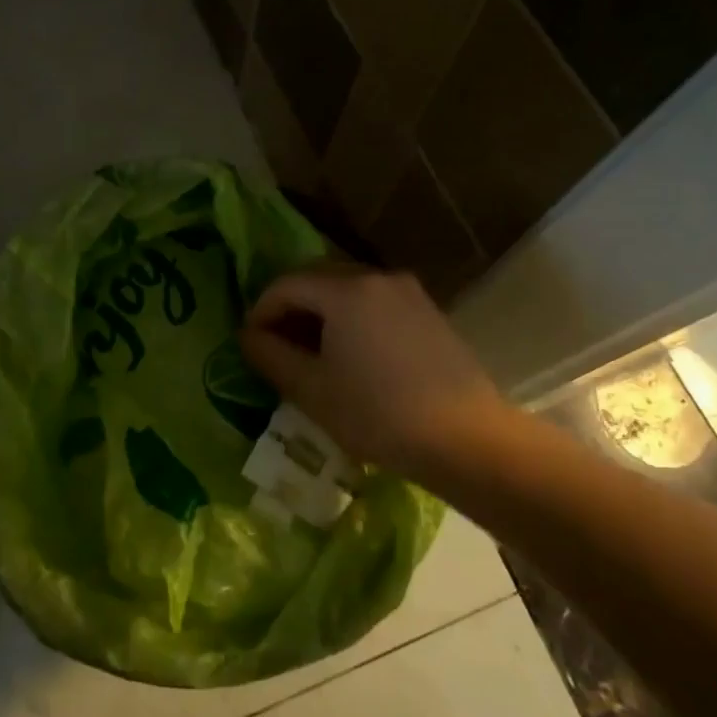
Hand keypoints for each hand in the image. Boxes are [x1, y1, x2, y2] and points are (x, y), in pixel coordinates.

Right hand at [239, 267, 509, 481]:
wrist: (468, 440)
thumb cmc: (378, 414)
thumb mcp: (311, 389)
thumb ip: (270, 356)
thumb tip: (248, 336)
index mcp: (345, 289)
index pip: (285, 284)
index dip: (261, 312)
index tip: (251, 345)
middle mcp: (377, 277)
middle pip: (317, 280)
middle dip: (291, 310)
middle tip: (277, 349)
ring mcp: (408, 292)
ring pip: (348, 291)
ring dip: (321, 316)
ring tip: (313, 357)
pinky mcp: (429, 313)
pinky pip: (375, 304)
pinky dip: (352, 321)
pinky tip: (353, 359)